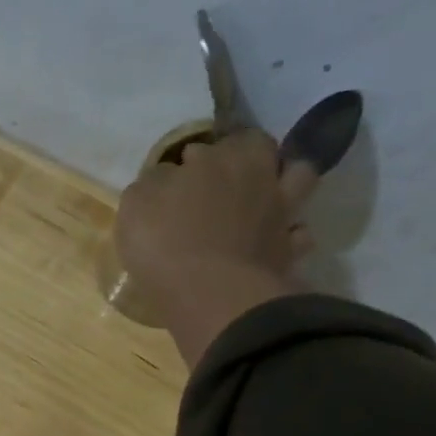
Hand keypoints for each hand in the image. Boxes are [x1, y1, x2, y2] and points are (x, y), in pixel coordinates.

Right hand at [114, 129, 316, 367]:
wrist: (210, 293)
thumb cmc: (165, 242)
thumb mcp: (136, 205)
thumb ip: (153, 183)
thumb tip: (167, 176)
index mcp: (220, 157)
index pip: (209, 142)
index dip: (194, 156)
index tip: (180, 173)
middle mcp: (258, 174)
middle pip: (261, 148)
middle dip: (245, 156)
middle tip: (222, 178)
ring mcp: (281, 211)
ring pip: (299, 177)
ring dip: (283, 181)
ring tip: (260, 197)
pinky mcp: (290, 249)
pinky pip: (299, 233)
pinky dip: (289, 233)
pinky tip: (272, 240)